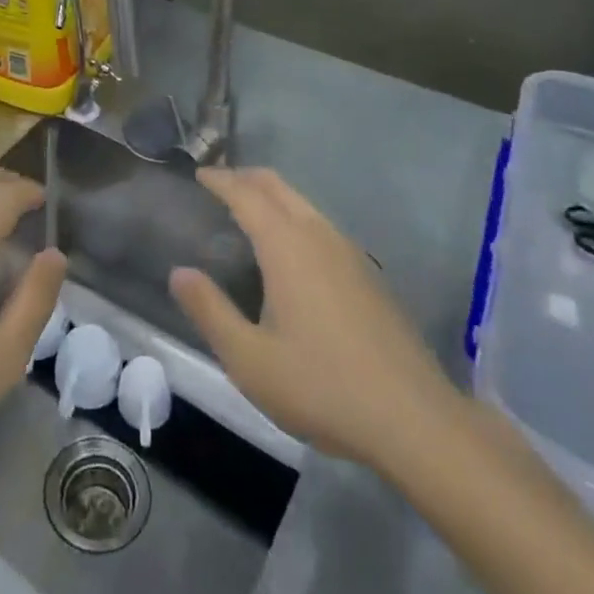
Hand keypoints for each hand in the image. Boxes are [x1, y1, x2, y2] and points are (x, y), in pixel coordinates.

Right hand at [170, 167, 458, 470]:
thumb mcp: (250, 360)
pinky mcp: (369, 274)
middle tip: (218, 184)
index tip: (199, 174)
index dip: (219, 180)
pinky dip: (294, 217)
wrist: (415, 419)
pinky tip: (290, 252)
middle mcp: (318, 235)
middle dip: (245, 177)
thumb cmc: (323, 386)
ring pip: (303, 203)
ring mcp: (349, 252)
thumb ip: (210, 311)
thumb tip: (179, 272)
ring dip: (272, 196)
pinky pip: (320, 225)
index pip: (246, 194)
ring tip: (248, 212)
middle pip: (277, 187)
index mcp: (286, 245)